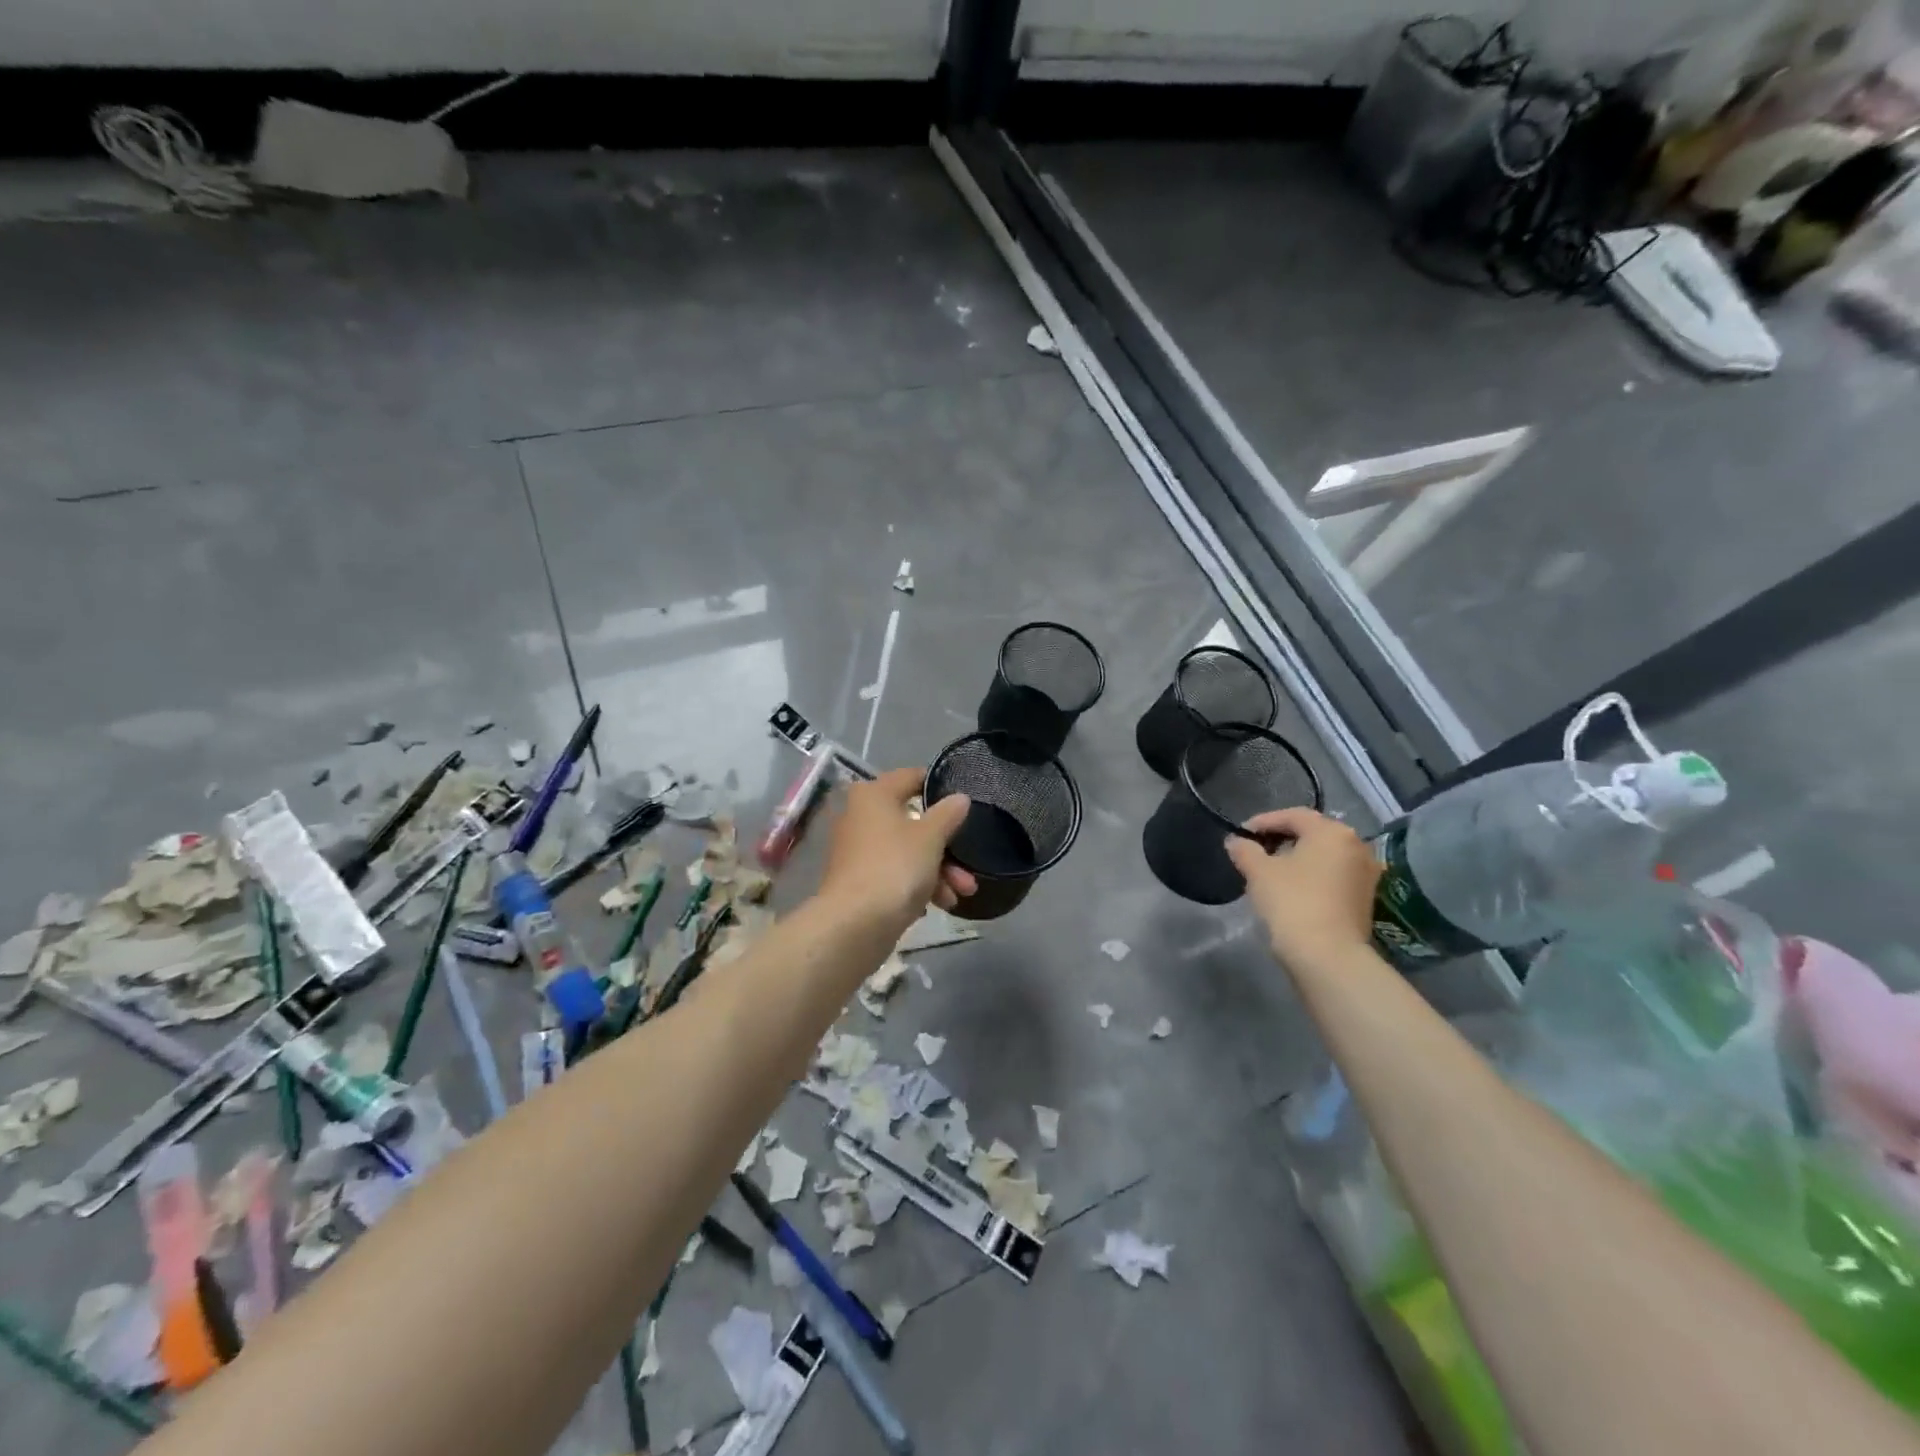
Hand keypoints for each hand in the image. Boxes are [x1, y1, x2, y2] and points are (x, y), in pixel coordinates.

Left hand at [818, 768, 976, 931]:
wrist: (854, 924)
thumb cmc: (894, 867)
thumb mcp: (930, 837)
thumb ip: (948, 814)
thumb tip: (960, 798)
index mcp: (874, 795)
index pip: (911, 777)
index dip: (939, 786)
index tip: (964, 803)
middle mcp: (861, 816)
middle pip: (914, 821)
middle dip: (946, 847)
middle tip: (969, 866)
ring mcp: (859, 850)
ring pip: (908, 851)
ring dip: (939, 871)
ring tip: (961, 894)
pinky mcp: (860, 880)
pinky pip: (896, 873)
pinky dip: (919, 884)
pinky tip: (941, 904)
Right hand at [1224, 808, 1381, 967]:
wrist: (1328, 956)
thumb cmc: (1292, 902)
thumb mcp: (1258, 872)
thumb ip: (1245, 850)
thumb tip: (1236, 841)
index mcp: (1332, 832)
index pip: (1293, 816)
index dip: (1263, 822)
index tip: (1241, 834)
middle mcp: (1356, 846)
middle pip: (1313, 834)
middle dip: (1282, 839)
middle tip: (1255, 850)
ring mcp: (1366, 874)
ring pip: (1325, 856)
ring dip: (1298, 859)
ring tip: (1271, 871)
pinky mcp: (1365, 899)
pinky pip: (1334, 876)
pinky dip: (1312, 876)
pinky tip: (1292, 890)